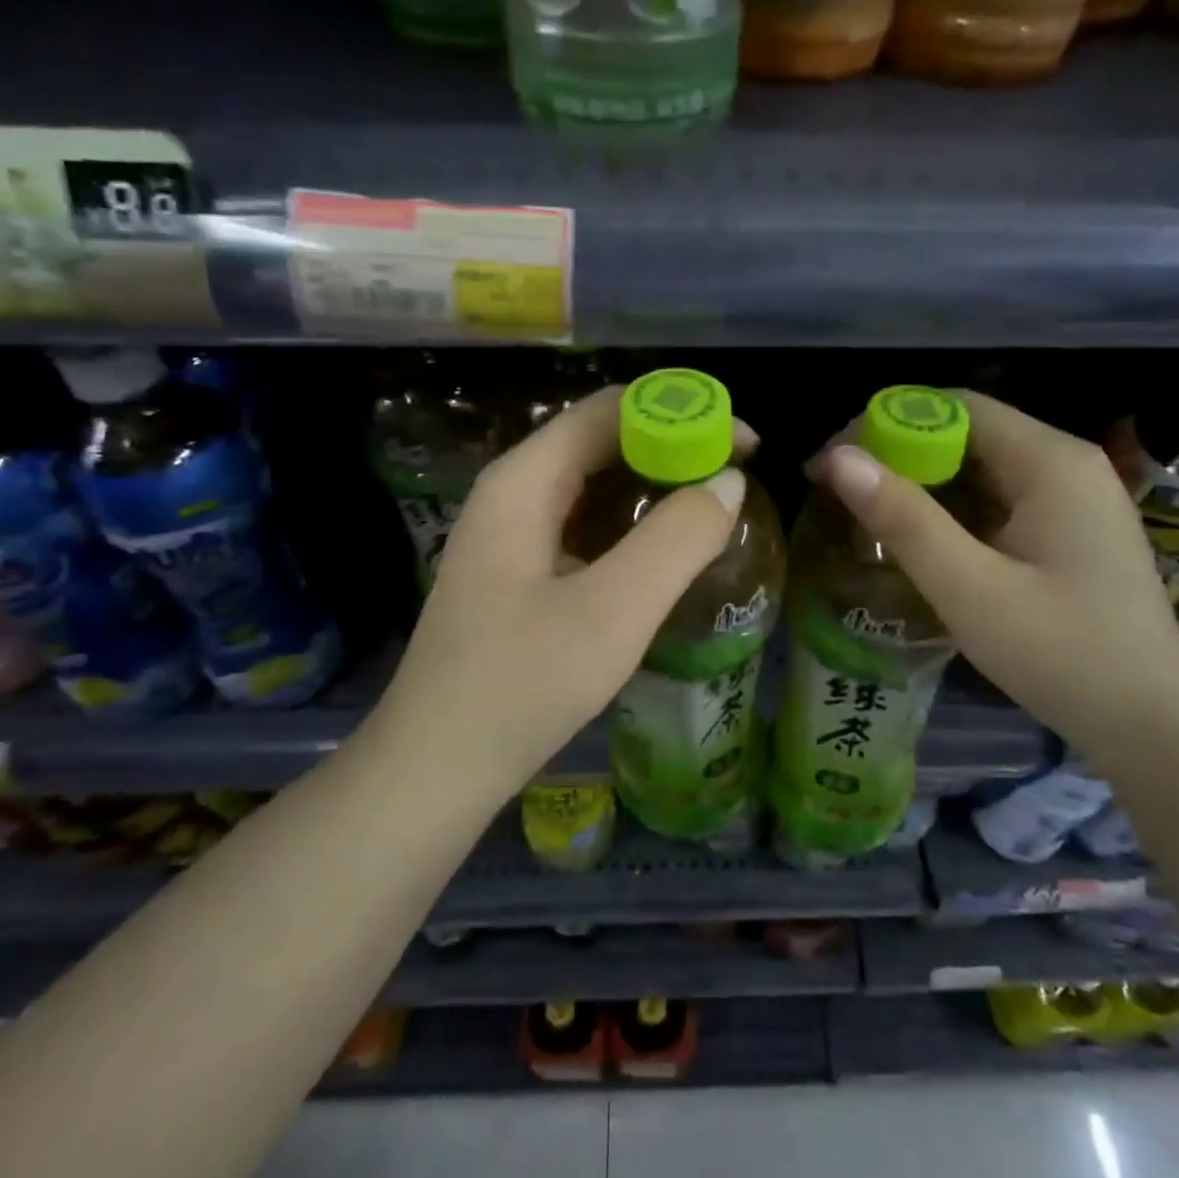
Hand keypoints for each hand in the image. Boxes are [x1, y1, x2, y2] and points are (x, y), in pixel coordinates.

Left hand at [376, 386, 752, 797]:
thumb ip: (676, 540)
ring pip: (591, 482)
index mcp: (524, 481)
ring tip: (711, 507)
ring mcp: (508, 534)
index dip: (682, 411)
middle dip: (673, 445)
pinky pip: (582, 522)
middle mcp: (511, 492)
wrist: (435, 769)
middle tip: (735, 477)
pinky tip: (661, 551)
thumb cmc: (521, 684)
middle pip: (600, 439)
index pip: (610, 408)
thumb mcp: (612, 611)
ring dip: (653, 484)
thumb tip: (728, 482)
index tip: (743, 445)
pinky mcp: (515, 571)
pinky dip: (629, 521)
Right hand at [812, 390, 1178, 751]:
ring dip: (921, 482)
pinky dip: (951, 508)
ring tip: (867, 515)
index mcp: (1050, 462)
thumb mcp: (969, 588)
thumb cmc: (1061, 655)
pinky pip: (997, 497)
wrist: (1153, 728)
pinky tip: (919, 539)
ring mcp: (1072, 498)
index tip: (833, 462)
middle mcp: (1065, 464)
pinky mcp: (1069, 529)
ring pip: (979, 466)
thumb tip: (838, 459)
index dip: (885, 422)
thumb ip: (904, 519)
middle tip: (841, 492)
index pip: (955, 406)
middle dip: (897, 454)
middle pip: (966, 432)